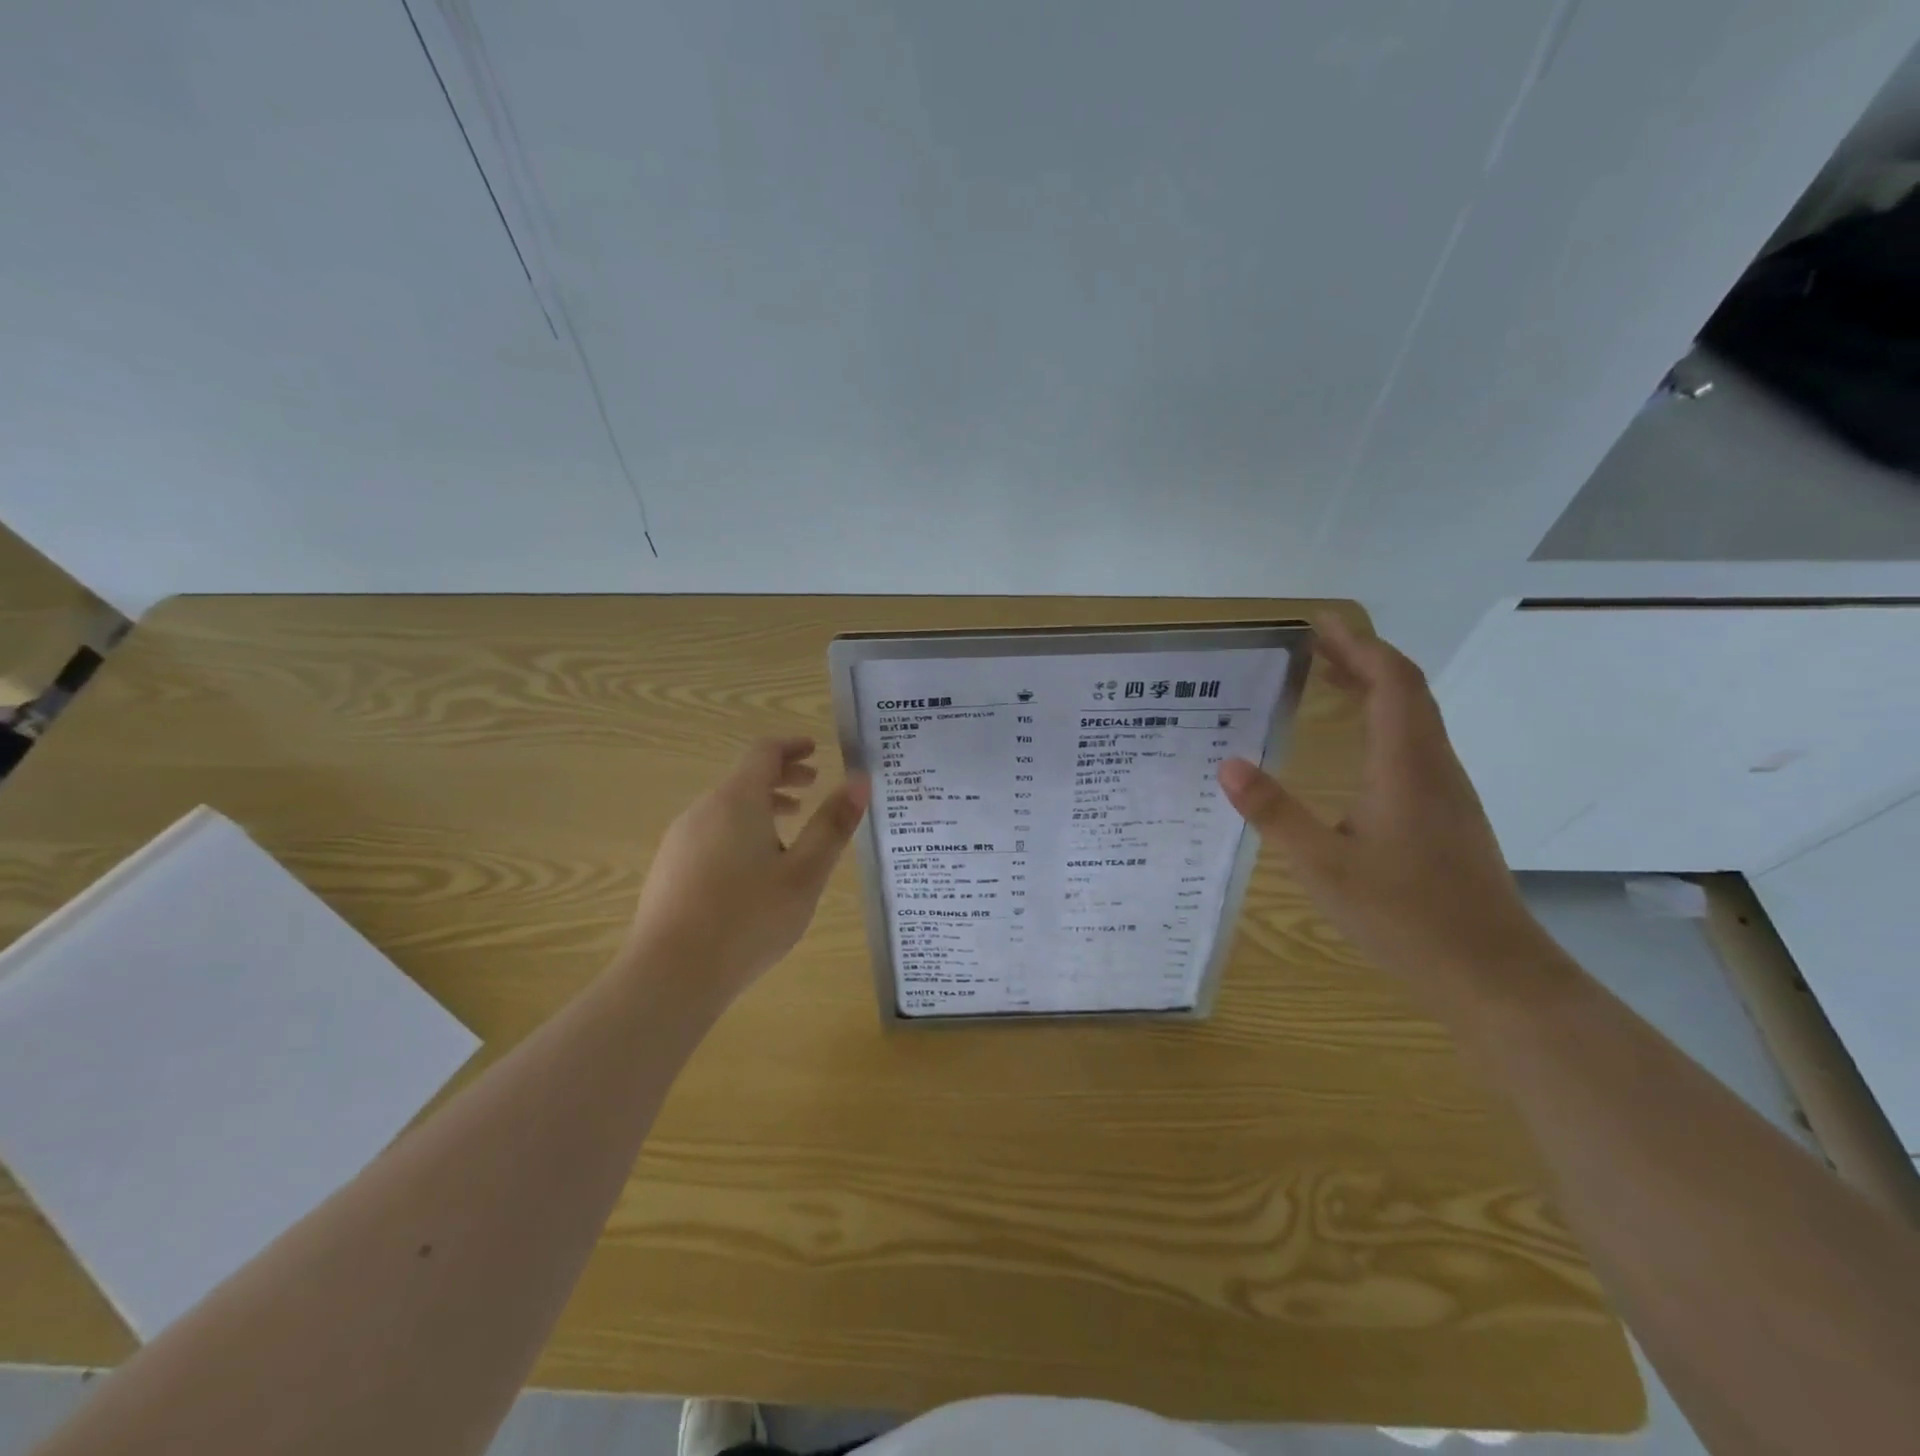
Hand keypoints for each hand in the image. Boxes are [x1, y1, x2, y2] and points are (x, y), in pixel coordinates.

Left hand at [623, 737, 868, 998]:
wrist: (670, 975)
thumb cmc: (749, 918)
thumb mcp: (804, 874)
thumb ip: (832, 825)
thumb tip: (859, 781)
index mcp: (737, 801)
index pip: (764, 752)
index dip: (792, 746)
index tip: (816, 750)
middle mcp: (703, 810)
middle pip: (744, 779)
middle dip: (781, 777)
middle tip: (813, 786)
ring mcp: (680, 840)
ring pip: (726, 808)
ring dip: (761, 807)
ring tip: (790, 830)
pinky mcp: (669, 869)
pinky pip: (711, 833)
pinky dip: (739, 831)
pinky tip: (753, 870)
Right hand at [1217, 616, 1546, 986]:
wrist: (1494, 975)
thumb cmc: (1406, 916)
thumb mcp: (1324, 866)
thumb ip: (1275, 814)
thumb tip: (1229, 764)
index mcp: (1407, 766)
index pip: (1390, 682)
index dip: (1357, 644)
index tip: (1319, 621)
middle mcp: (1434, 767)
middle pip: (1406, 690)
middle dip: (1363, 656)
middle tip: (1315, 642)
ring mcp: (1447, 792)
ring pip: (1415, 717)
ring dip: (1375, 686)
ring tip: (1329, 679)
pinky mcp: (1448, 815)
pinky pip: (1414, 745)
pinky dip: (1383, 720)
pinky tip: (1357, 746)